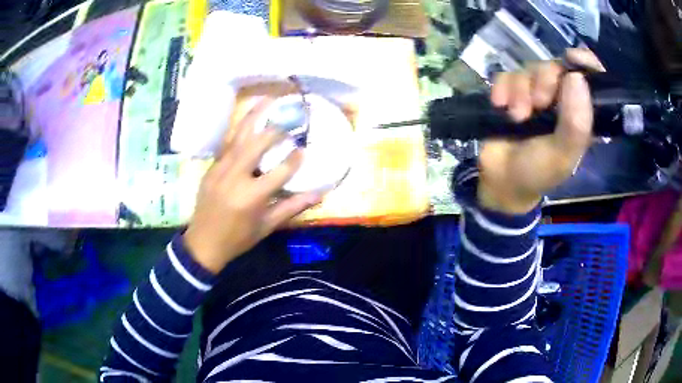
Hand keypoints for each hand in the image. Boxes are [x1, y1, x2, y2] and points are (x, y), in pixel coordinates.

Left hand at [184, 98, 322, 272]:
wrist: (203, 243)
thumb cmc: (238, 238)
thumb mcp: (267, 226)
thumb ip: (293, 207)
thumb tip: (319, 194)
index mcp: (251, 197)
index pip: (280, 171)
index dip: (295, 159)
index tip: (304, 149)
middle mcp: (235, 177)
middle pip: (257, 144)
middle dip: (275, 129)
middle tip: (290, 117)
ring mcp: (219, 170)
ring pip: (238, 137)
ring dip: (254, 117)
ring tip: (267, 100)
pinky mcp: (211, 168)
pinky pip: (227, 145)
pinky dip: (239, 130)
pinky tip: (248, 120)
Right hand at [478, 48, 604, 213]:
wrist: (502, 180)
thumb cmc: (539, 171)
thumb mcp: (562, 154)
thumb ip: (574, 122)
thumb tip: (576, 76)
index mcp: (580, 113)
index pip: (591, 78)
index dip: (585, 62)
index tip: (573, 58)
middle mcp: (561, 99)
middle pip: (555, 67)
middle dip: (545, 81)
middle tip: (538, 104)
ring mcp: (535, 93)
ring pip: (530, 69)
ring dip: (520, 91)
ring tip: (516, 117)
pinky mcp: (512, 92)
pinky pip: (507, 75)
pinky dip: (502, 88)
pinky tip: (500, 106)